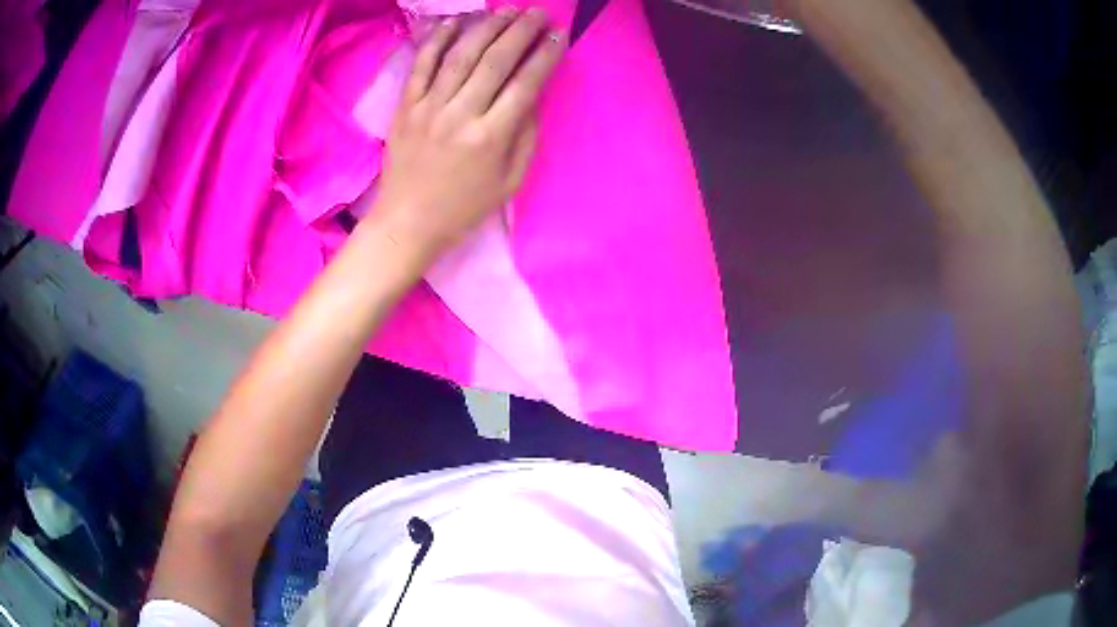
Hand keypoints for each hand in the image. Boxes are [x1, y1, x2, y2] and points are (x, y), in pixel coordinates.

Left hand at [369, 8, 565, 262]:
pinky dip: (438, 39)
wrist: (407, 223)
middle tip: (539, 13)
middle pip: (495, 60)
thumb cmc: (464, 207)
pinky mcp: (405, 106)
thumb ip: (526, 135)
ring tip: (507, 10)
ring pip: (461, 55)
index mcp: (491, 137)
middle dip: (522, 31)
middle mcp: (460, 115)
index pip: (525, 84)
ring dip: (487, 27)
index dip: (546, 55)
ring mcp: (428, 107)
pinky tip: (455, 21)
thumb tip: (533, 94)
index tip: (560, 36)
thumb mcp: (509, 181)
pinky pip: (422, 65)